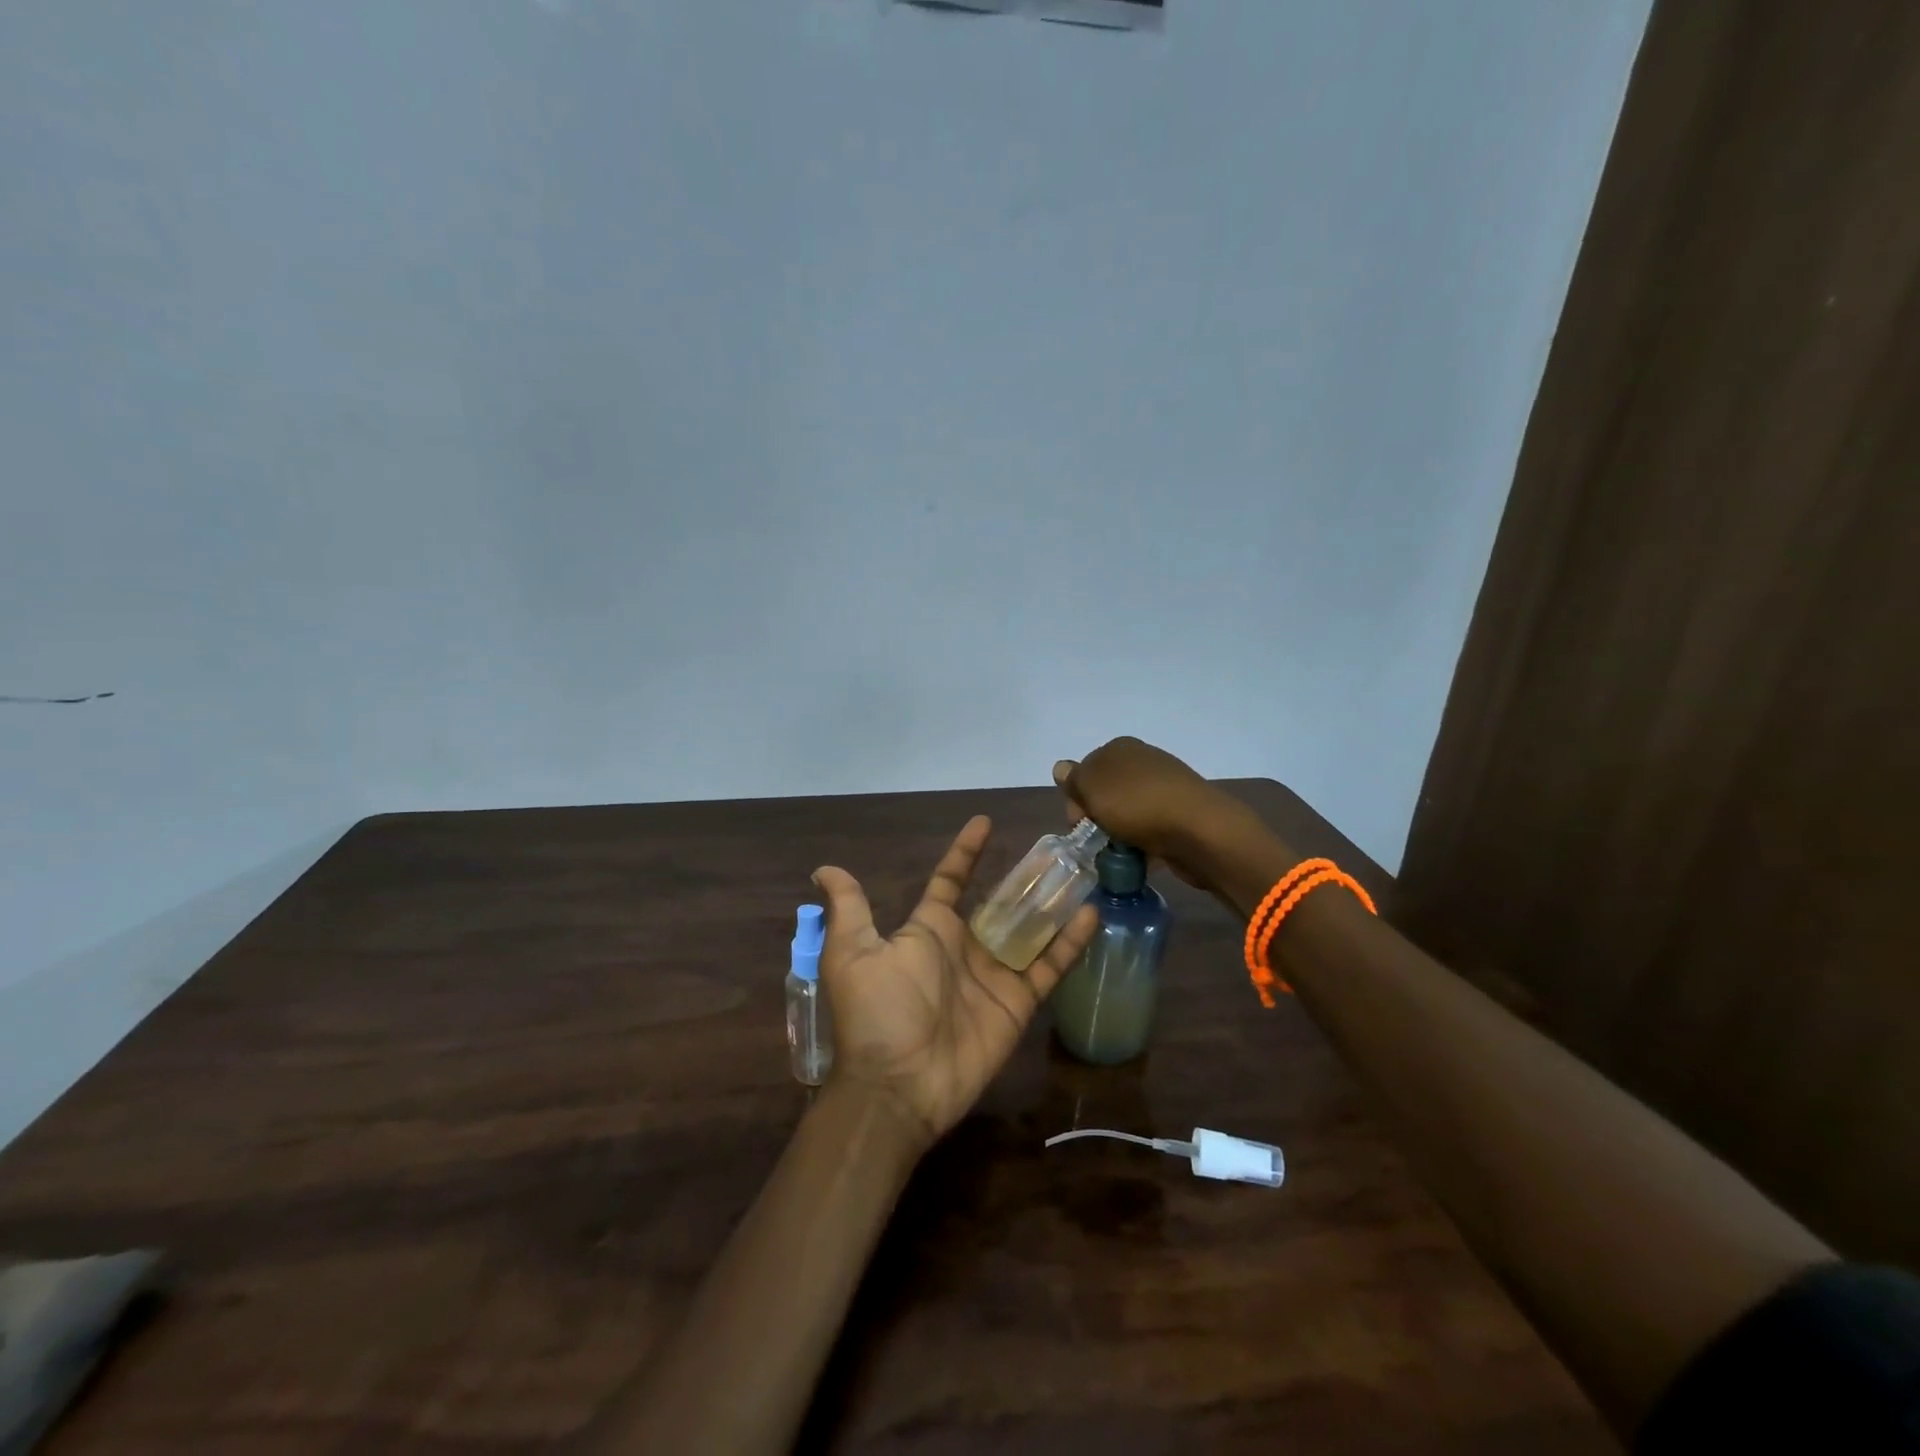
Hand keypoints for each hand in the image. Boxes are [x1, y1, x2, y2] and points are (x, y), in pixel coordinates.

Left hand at [810, 816, 1099, 1145]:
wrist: (898, 1084)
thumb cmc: (876, 1012)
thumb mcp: (853, 953)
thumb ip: (849, 908)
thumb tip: (822, 868)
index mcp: (928, 930)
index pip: (951, 881)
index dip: (966, 853)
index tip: (984, 823)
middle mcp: (964, 947)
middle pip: (1000, 903)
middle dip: (1023, 878)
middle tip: (1054, 850)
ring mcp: (994, 974)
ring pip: (1030, 930)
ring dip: (1052, 904)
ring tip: (1080, 873)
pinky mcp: (1017, 1002)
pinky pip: (1048, 966)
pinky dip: (1070, 942)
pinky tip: (1091, 914)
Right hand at [1054, 736, 1253, 890]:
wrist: (1199, 830)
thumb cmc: (1137, 805)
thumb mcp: (1092, 788)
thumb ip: (1073, 779)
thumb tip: (1061, 767)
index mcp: (1120, 748)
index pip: (1084, 772)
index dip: (1076, 799)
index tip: (1078, 824)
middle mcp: (1142, 761)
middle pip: (1105, 793)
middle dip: (1097, 819)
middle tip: (1098, 842)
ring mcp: (1164, 787)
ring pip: (1126, 813)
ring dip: (1118, 834)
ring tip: (1119, 856)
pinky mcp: (1180, 812)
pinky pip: (1149, 829)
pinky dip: (1141, 844)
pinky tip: (1141, 859)